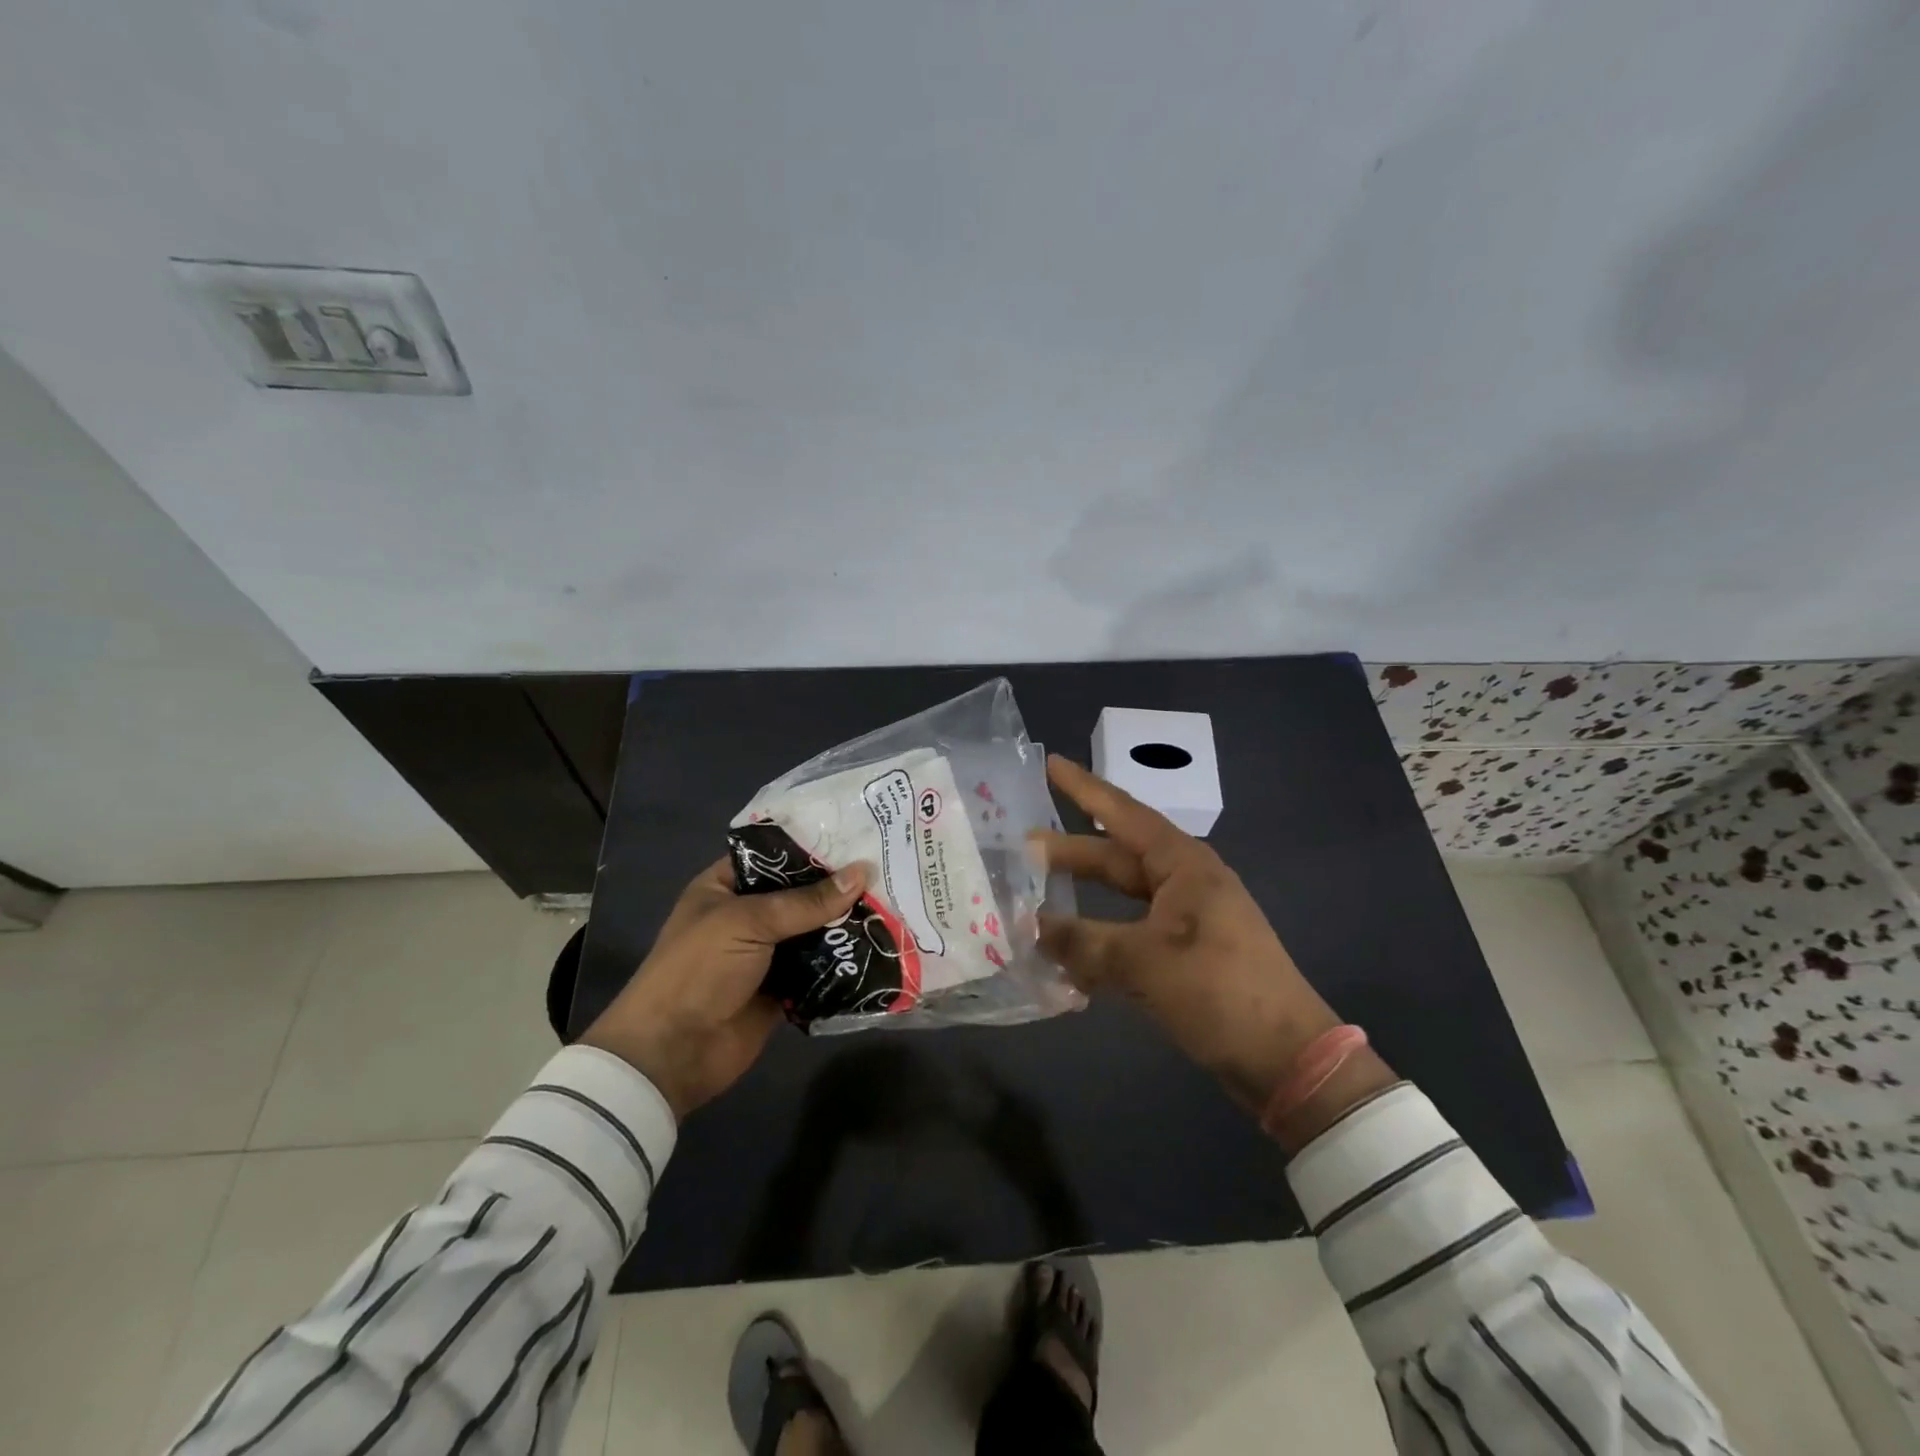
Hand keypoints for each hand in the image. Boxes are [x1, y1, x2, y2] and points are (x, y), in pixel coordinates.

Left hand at [581, 857, 866, 1118]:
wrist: (672, 1053)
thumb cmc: (698, 970)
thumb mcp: (749, 922)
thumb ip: (807, 901)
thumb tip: (862, 872)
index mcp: (726, 886)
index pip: (776, 856)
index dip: (814, 847)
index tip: (861, 836)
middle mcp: (748, 914)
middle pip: (801, 894)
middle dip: (840, 887)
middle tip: (889, 869)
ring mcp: (766, 953)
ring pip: (814, 930)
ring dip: (846, 924)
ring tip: (895, 903)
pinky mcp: (784, 988)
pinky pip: (820, 968)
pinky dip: (844, 961)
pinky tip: (881, 946)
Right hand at [1034, 755, 1362, 1122]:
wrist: (1286, 1057)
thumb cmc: (1219, 990)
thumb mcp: (1144, 962)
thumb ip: (1082, 941)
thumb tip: (1030, 927)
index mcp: (1182, 865)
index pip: (1123, 814)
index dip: (1084, 789)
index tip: (1051, 764)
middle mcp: (1183, 882)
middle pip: (1115, 856)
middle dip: (1070, 852)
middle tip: (1021, 847)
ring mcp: (1185, 919)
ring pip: (1120, 896)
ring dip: (1081, 897)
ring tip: (1036, 897)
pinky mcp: (1184, 954)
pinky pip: (1129, 932)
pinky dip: (1099, 938)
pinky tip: (1067, 954)